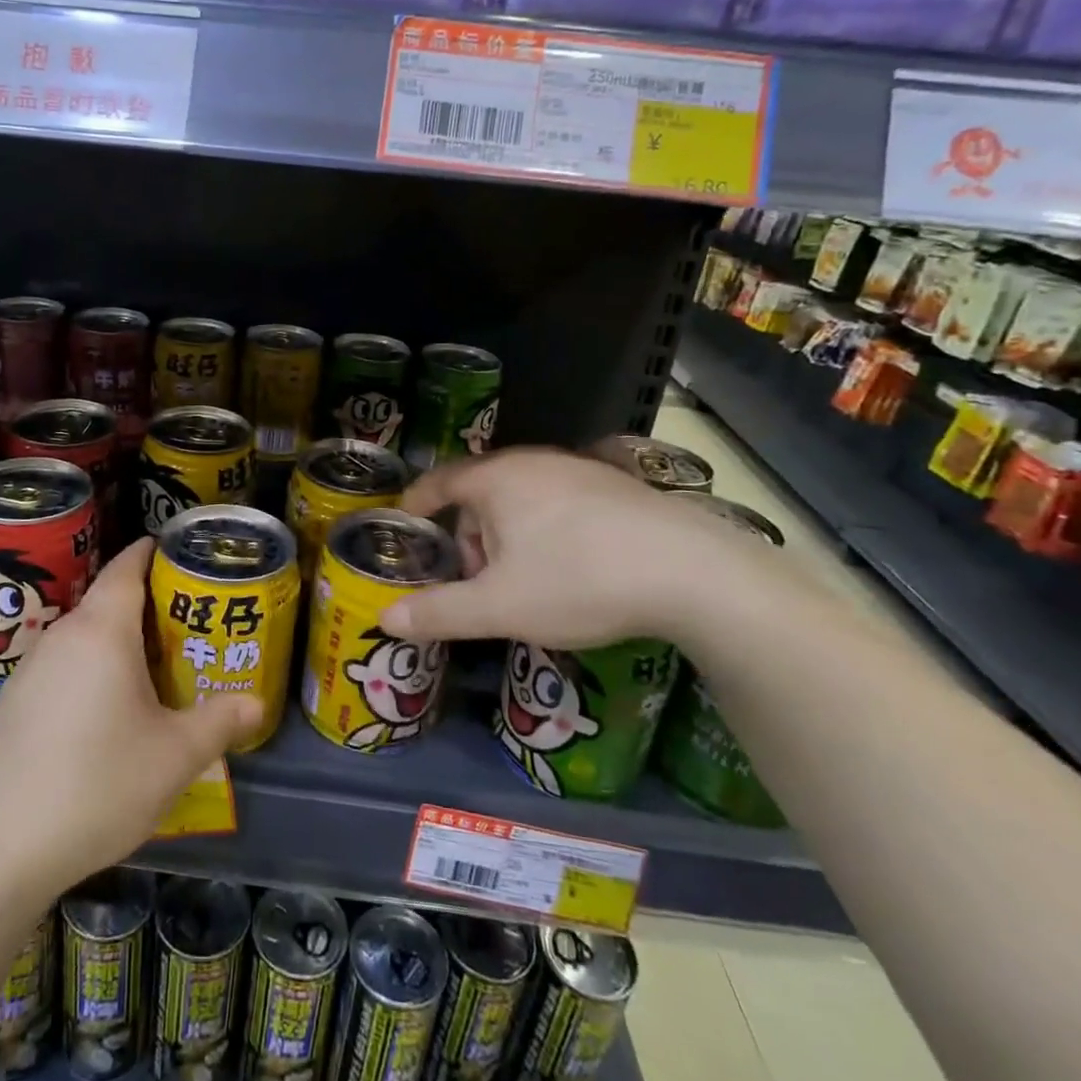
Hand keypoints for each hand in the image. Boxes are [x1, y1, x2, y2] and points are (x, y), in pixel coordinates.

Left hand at [0, 538, 262, 905]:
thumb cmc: (95, 785)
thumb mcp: (174, 757)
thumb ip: (219, 722)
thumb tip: (256, 703)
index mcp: (101, 631)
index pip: (127, 566)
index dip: (153, 552)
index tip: (183, 554)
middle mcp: (61, 636)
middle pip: (108, 601)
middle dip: (149, 606)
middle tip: (191, 627)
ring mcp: (29, 670)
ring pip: (85, 638)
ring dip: (119, 643)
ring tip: (157, 671)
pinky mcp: (11, 703)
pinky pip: (63, 667)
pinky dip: (91, 671)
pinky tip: (106, 714)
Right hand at [379, 446, 787, 651]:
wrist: (694, 573)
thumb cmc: (578, 580)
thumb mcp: (499, 607)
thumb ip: (439, 612)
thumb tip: (385, 618)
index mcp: (496, 479)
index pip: (437, 481)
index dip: (415, 506)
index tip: (405, 529)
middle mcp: (533, 462)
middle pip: (480, 494)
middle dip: (468, 537)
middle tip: (477, 582)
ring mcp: (579, 470)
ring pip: (522, 499)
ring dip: (508, 537)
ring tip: (526, 584)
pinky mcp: (617, 486)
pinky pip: (560, 503)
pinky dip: (547, 531)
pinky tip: (574, 570)